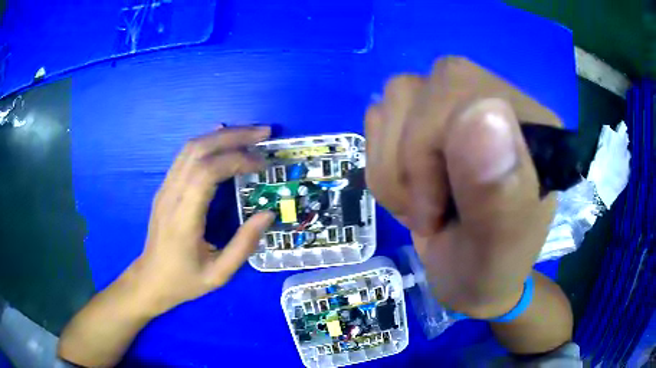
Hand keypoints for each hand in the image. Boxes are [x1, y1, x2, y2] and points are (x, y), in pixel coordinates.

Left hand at [129, 126, 273, 314]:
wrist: (151, 280)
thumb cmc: (184, 281)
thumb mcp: (219, 274)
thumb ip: (244, 245)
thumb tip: (268, 214)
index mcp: (183, 218)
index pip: (207, 173)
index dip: (237, 160)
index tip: (262, 164)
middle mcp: (171, 195)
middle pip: (198, 150)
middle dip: (233, 136)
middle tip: (263, 133)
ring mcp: (165, 188)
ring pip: (190, 148)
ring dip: (221, 136)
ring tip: (249, 134)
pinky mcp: (165, 187)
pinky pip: (185, 156)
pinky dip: (207, 142)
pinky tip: (222, 138)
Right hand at [365, 57, 559, 317]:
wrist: (467, 277)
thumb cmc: (487, 271)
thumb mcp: (496, 252)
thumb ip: (500, 193)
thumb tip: (483, 110)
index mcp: (530, 122)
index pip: (458, 84)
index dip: (428, 150)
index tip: (440, 212)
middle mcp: (495, 97)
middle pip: (419, 87)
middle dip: (410, 162)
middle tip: (431, 210)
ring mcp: (458, 104)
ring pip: (395, 99)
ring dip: (394, 166)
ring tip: (424, 204)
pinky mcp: (428, 118)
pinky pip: (380, 117)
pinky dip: (384, 163)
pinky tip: (412, 189)